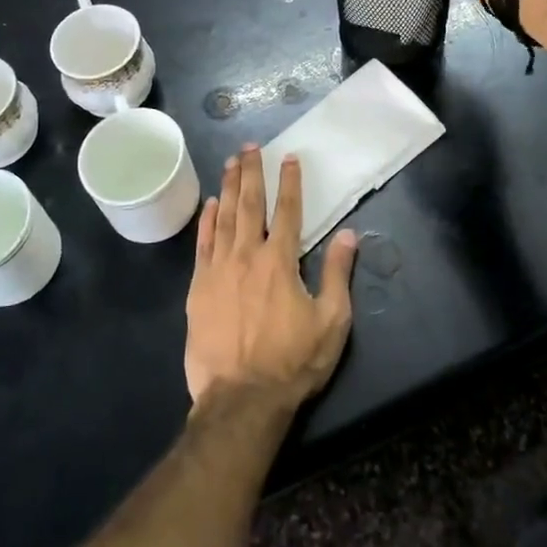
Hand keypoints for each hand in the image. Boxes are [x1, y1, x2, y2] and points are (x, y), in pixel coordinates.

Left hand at [184, 146, 358, 411]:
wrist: (241, 399)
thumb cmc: (292, 362)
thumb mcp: (331, 322)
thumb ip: (338, 275)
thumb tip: (348, 235)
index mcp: (280, 261)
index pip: (287, 211)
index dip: (289, 182)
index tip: (289, 157)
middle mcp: (247, 255)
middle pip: (249, 204)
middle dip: (251, 172)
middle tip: (250, 147)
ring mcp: (218, 269)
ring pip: (224, 217)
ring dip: (228, 187)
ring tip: (230, 162)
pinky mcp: (199, 288)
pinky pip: (202, 244)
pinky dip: (206, 222)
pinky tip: (209, 205)